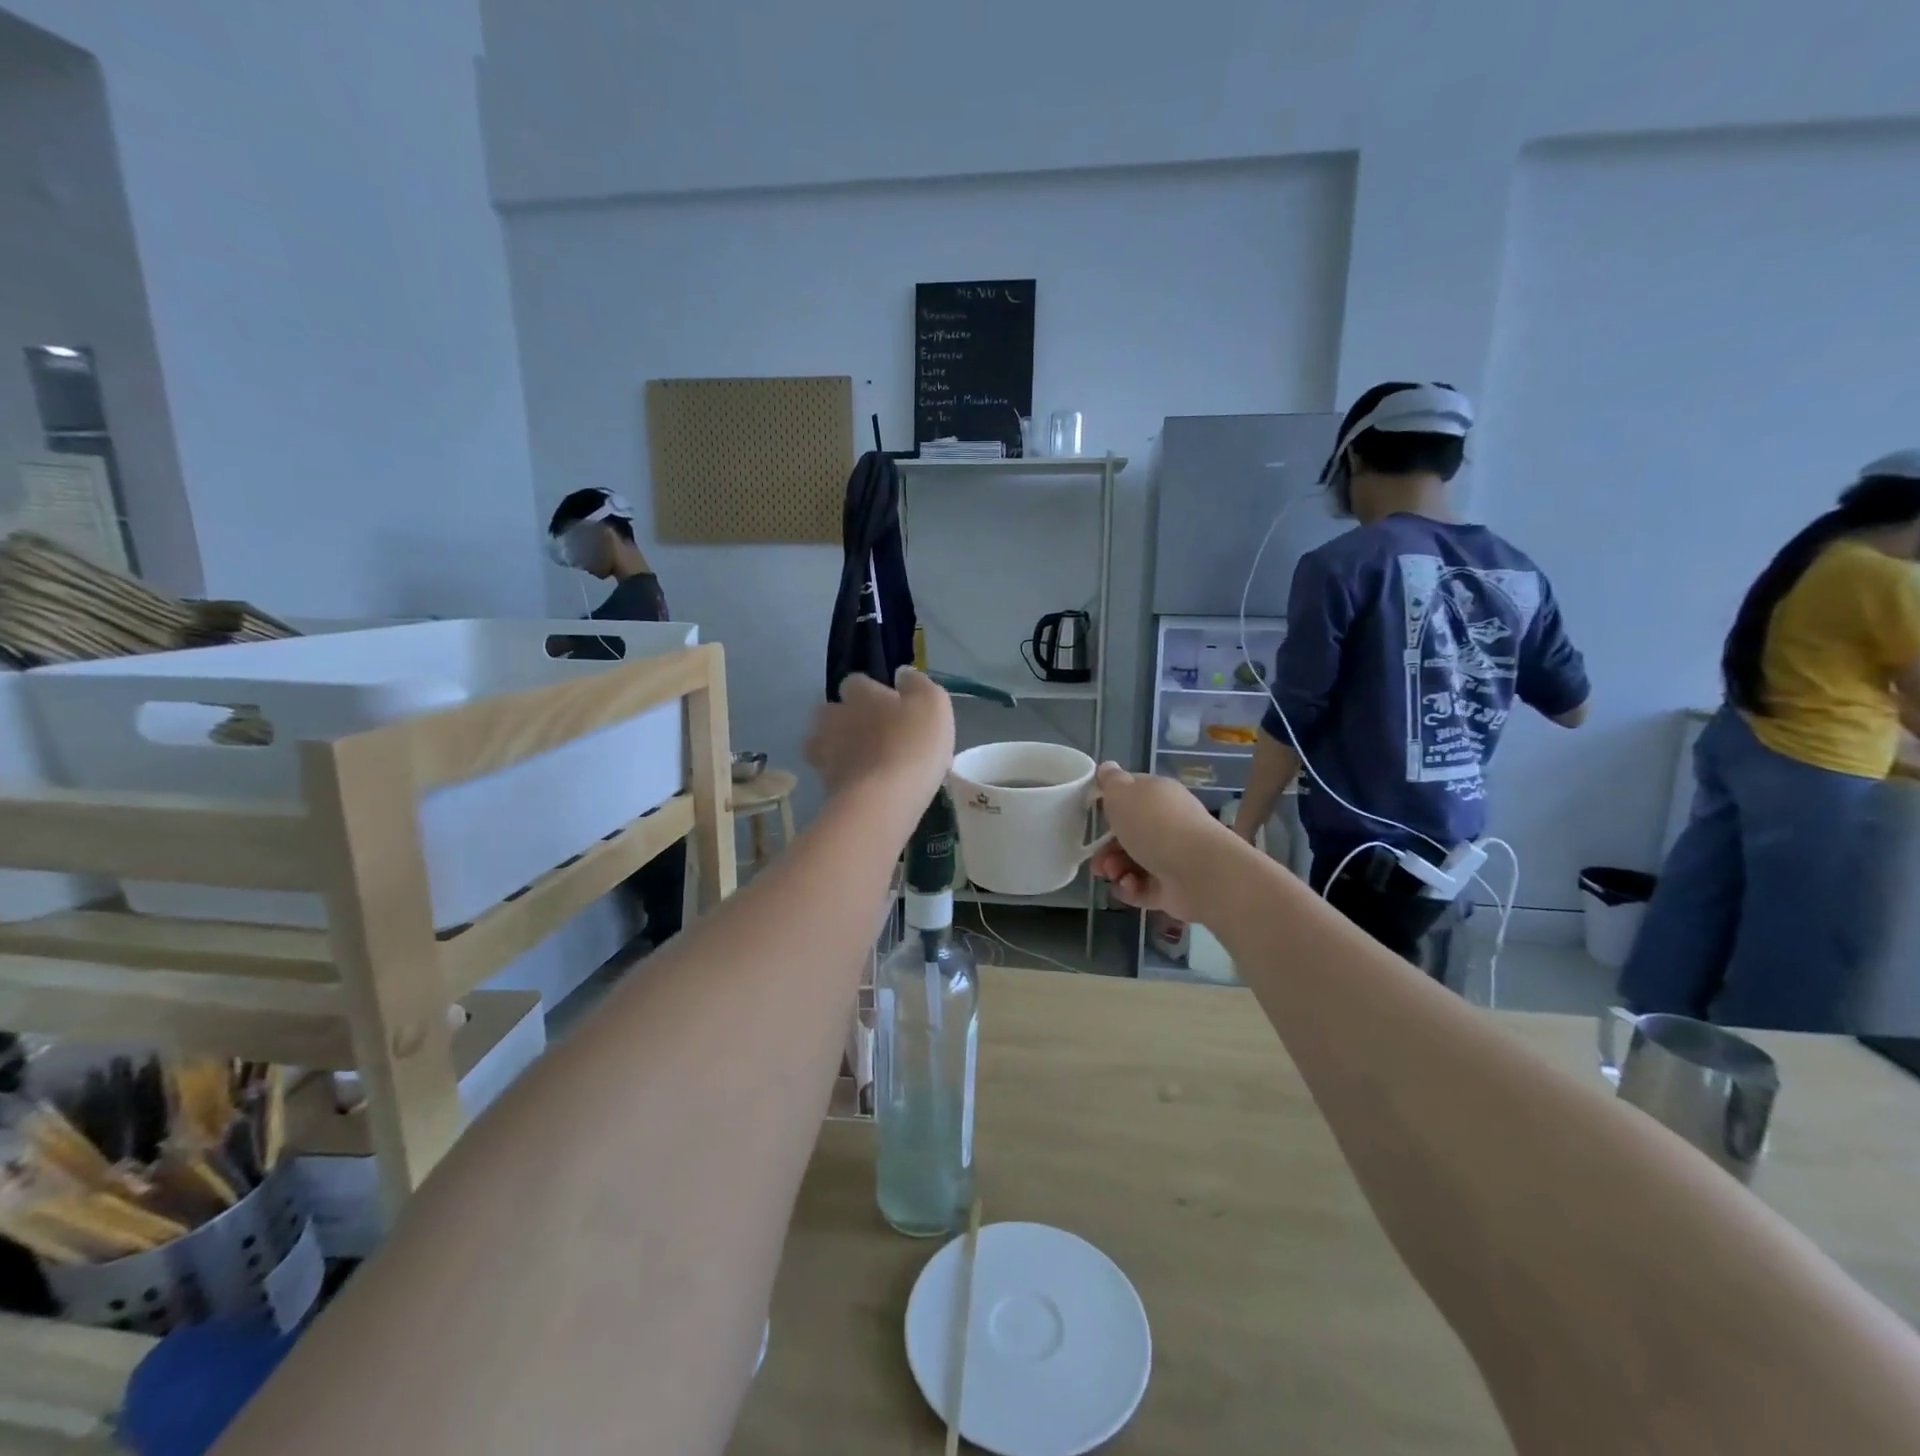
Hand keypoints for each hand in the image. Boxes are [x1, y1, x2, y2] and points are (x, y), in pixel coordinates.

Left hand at [805, 669, 953, 802]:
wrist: (883, 799)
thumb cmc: (913, 744)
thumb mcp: (933, 704)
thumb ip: (917, 684)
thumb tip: (902, 673)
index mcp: (861, 694)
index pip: (855, 682)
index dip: (870, 692)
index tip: (889, 705)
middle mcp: (835, 717)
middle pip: (830, 711)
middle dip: (844, 719)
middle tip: (871, 734)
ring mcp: (824, 753)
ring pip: (822, 743)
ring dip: (837, 748)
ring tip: (861, 762)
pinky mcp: (823, 785)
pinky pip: (830, 775)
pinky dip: (842, 777)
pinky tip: (863, 787)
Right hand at [1088, 763, 1222, 923]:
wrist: (1197, 871)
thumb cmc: (1155, 825)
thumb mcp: (1122, 793)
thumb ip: (1111, 781)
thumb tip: (1106, 768)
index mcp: (1159, 796)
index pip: (1131, 794)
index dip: (1110, 804)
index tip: (1092, 816)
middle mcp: (1167, 824)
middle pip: (1128, 834)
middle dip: (1106, 847)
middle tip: (1097, 859)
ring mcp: (1171, 857)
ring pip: (1132, 862)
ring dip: (1115, 869)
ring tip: (1112, 874)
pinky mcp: (1172, 888)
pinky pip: (1142, 887)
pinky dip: (1130, 888)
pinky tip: (1129, 886)